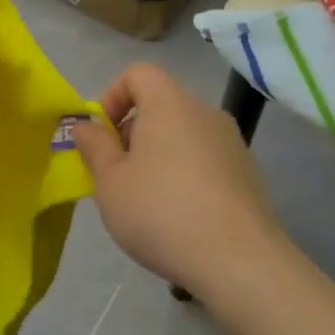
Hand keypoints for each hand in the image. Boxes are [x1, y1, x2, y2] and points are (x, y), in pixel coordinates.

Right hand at [71, 64, 287, 299]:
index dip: (112, 96)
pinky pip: (204, 160)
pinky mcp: (247, 174)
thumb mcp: (110, 182)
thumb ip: (94, 147)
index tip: (102, 136)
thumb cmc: (161, 211)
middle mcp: (205, 113)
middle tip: (117, 176)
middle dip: (132, 133)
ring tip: (146, 201)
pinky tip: (179, 217)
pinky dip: (185, 175)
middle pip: (161, 105)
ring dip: (158, 157)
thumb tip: (86, 125)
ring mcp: (232, 143)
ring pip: (182, 135)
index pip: (138, 73)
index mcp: (170, 103)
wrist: (238, 260)